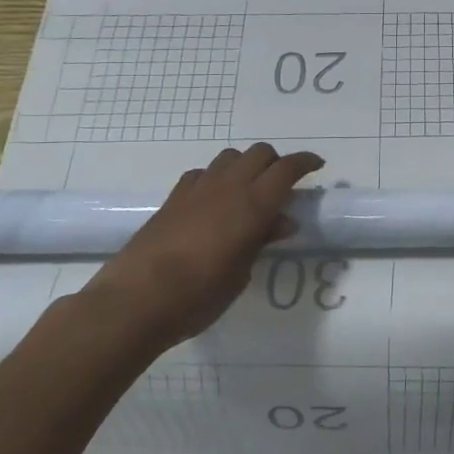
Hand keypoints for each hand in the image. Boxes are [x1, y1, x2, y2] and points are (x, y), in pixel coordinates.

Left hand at [78, 144, 323, 352]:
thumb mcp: (241, 273)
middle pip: (259, 153)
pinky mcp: (173, 198)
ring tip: (249, 190)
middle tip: (283, 185)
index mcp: (253, 205)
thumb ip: (261, 241)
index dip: (305, 162)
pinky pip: (203, 173)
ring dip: (246, 165)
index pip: (287, 169)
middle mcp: (227, 187)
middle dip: (276, 162)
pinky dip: (217, 177)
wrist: (136, 300)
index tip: (317, 166)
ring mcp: (197, 189)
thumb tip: (281, 222)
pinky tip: (214, 200)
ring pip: (230, 156)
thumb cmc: (199, 295)